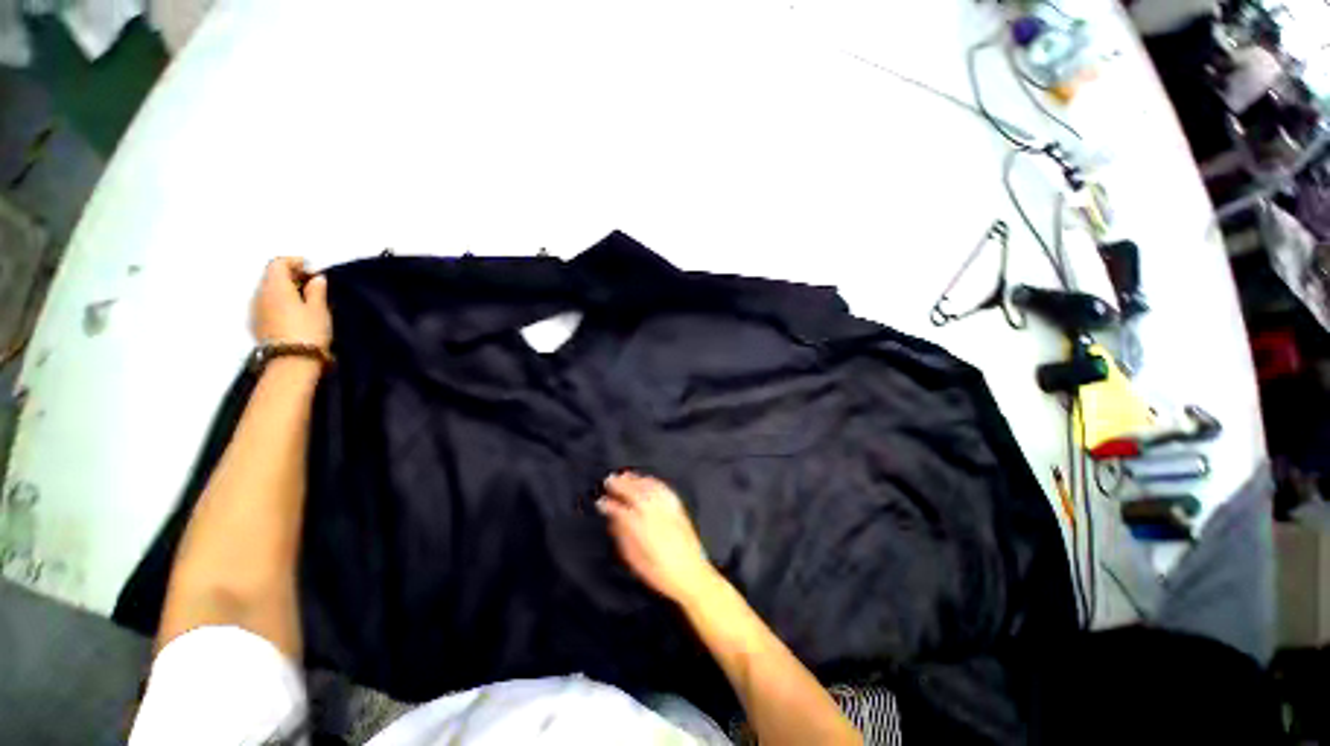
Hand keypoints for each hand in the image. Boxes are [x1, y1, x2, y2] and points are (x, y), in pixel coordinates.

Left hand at [252, 258, 331, 350]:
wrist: (291, 362)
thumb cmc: (308, 332)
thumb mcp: (319, 309)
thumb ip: (316, 290)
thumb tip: (316, 279)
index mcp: (275, 287)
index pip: (278, 263)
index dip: (294, 262)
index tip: (311, 268)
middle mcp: (259, 295)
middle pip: (271, 276)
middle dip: (290, 275)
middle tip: (311, 283)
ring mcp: (255, 310)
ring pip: (267, 291)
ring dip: (284, 290)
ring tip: (305, 299)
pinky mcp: (256, 325)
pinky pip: (266, 305)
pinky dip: (279, 302)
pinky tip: (294, 313)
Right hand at [597, 472, 717, 604]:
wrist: (691, 574)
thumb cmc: (659, 573)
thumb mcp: (634, 560)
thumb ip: (623, 536)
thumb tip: (614, 519)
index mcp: (640, 528)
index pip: (620, 510)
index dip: (608, 504)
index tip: (600, 502)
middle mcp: (654, 513)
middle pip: (634, 492)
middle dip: (620, 485)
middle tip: (609, 480)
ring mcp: (667, 508)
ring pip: (648, 487)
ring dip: (635, 480)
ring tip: (624, 476)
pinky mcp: (677, 507)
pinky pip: (662, 488)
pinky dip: (651, 481)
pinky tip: (646, 479)